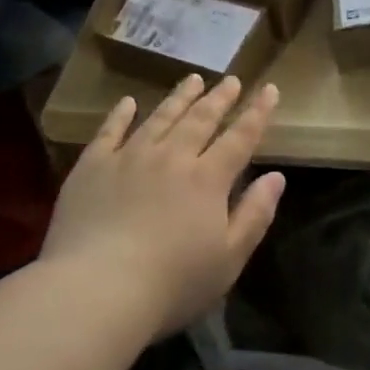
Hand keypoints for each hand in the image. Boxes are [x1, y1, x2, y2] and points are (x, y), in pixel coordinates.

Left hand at [40, 75, 284, 335]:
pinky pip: (109, 131)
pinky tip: (128, 102)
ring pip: (160, 118)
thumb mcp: (230, 258)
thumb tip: (277, 177)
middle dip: (219, 98)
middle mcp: (172, 158)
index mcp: (208, 180)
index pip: (240, 138)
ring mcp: (129, 158)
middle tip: (230, 79)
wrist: (97, 290)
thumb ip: (255, 214)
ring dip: (180, 98)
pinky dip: (121, 114)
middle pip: (201, 119)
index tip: (269, 88)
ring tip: (192, 79)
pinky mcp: (92, 167)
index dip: (257, 112)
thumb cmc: (172, 284)